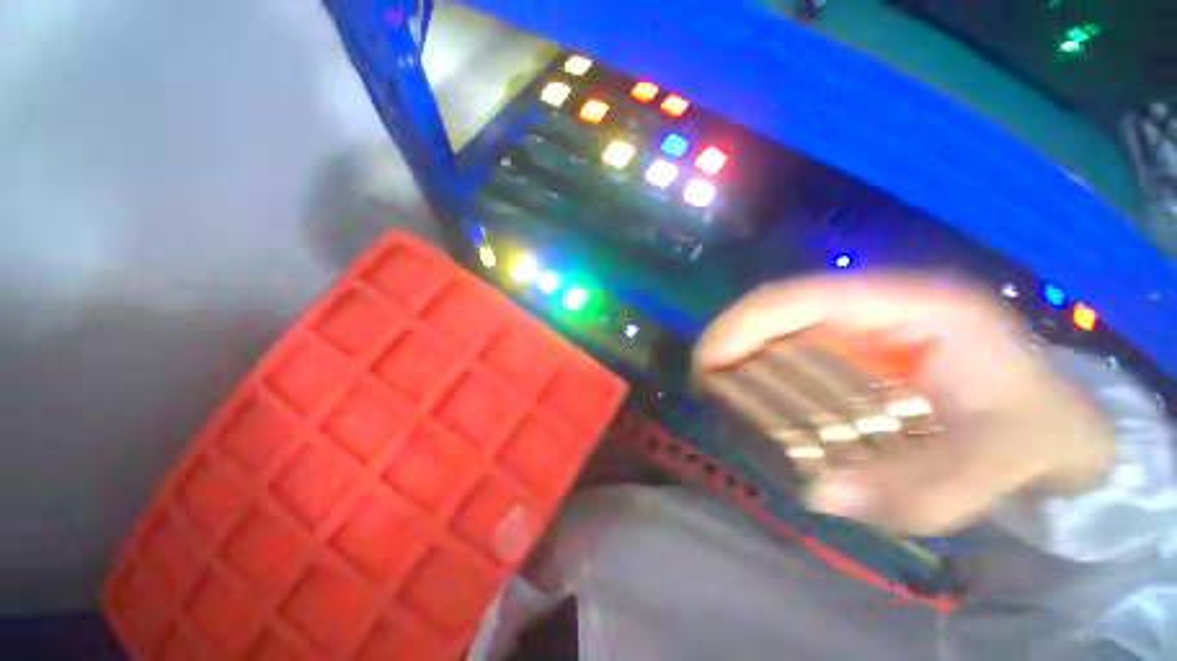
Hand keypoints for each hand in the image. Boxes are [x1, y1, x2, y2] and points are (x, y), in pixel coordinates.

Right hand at [694, 275, 1114, 535]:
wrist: (1057, 424)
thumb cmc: (1039, 429)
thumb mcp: (1005, 462)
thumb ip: (929, 488)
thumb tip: (821, 495)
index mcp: (911, 303)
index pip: (800, 297)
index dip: (741, 326)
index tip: (706, 366)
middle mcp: (873, 305)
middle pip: (774, 312)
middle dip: (728, 346)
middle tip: (703, 390)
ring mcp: (858, 326)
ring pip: (774, 331)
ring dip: (740, 361)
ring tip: (719, 398)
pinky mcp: (851, 349)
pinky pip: (788, 353)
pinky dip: (762, 374)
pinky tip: (755, 403)